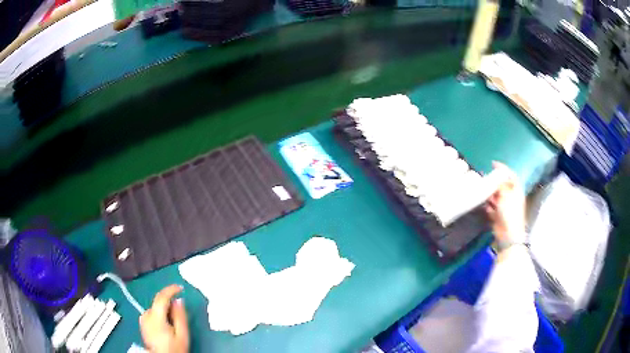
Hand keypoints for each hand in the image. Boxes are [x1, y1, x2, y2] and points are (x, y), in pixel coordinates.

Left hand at [140, 285, 189, 352]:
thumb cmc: (174, 348)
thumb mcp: (182, 334)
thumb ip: (180, 316)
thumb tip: (179, 300)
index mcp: (155, 317)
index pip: (161, 297)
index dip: (171, 290)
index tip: (180, 288)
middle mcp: (146, 315)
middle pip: (158, 302)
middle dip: (169, 303)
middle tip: (180, 311)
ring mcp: (143, 320)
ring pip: (155, 308)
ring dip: (164, 309)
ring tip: (173, 321)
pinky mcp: (142, 324)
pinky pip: (152, 313)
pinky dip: (159, 314)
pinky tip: (165, 324)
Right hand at [484, 162, 526, 246]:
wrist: (508, 234)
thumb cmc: (509, 212)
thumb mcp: (505, 194)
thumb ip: (501, 183)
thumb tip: (496, 174)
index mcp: (516, 190)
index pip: (511, 175)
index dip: (503, 169)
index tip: (493, 164)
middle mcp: (511, 197)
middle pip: (503, 186)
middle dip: (494, 182)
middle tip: (484, 178)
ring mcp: (505, 207)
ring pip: (496, 197)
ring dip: (489, 194)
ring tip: (481, 190)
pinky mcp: (498, 216)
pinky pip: (491, 208)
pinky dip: (487, 206)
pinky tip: (482, 204)